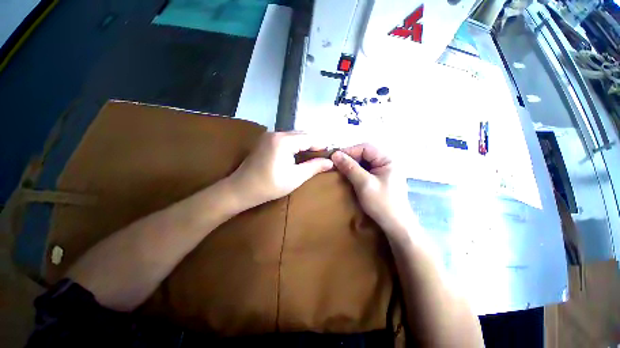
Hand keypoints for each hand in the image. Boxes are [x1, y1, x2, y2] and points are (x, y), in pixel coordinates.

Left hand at [228, 132, 333, 207]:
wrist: (240, 189)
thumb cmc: (269, 186)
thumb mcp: (295, 178)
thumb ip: (314, 167)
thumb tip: (330, 162)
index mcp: (284, 141)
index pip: (309, 138)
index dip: (322, 144)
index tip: (332, 151)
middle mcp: (276, 133)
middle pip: (302, 134)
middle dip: (314, 143)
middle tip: (325, 154)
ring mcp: (269, 135)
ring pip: (294, 135)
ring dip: (306, 143)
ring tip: (316, 154)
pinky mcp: (266, 140)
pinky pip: (286, 138)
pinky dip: (296, 144)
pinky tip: (301, 152)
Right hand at [331, 144, 413, 233]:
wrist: (395, 225)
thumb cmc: (381, 203)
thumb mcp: (364, 184)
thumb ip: (350, 167)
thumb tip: (335, 154)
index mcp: (388, 159)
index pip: (366, 148)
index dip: (349, 151)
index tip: (334, 158)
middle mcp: (387, 162)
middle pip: (365, 153)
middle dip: (350, 158)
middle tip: (335, 164)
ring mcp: (384, 170)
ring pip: (364, 162)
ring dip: (351, 165)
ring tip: (339, 169)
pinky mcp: (380, 178)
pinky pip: (365, 170)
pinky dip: (355, 171)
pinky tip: (348, 175)